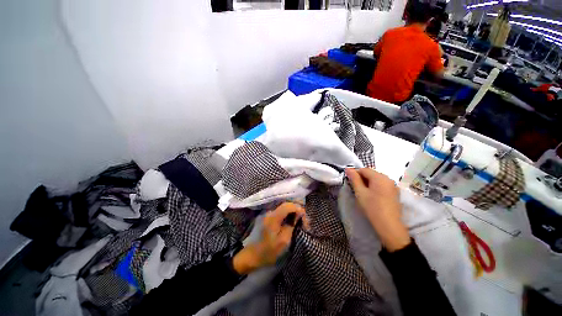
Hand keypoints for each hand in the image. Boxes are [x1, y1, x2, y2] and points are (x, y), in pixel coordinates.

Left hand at [232, 202, 307, 274]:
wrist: (253, 255)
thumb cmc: (269, 251)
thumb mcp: (284, 241)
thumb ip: (291, 225)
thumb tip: (298, 214)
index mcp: (273, 217)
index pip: (288, 206)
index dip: (298, 208)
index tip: (304, 217)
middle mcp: (270, 212)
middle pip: (286, 204)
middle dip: (297, 210)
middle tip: (304, 220)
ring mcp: (269, 214)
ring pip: (284, 207)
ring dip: (293, 212)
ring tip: (300, 221)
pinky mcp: (269, 217)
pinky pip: (281, 211)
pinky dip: (288, 214)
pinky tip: (292, 220)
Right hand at [345, 168, 410, 251]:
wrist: (389, 226)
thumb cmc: (372, 208)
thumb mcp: (360, 192)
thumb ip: (354, 179)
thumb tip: (348, 169)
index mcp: (380, 177)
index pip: (364, 169)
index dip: (355, 173)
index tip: (349, 181)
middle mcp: (388, 178)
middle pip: (371, 173)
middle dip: (362, 178)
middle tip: (355, 188)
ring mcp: (393, 186)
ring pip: (376, 179)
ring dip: (368, 183)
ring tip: (362, 193)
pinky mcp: (394, 193)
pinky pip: (382, 185)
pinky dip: (375, 187)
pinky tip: (371, 196)